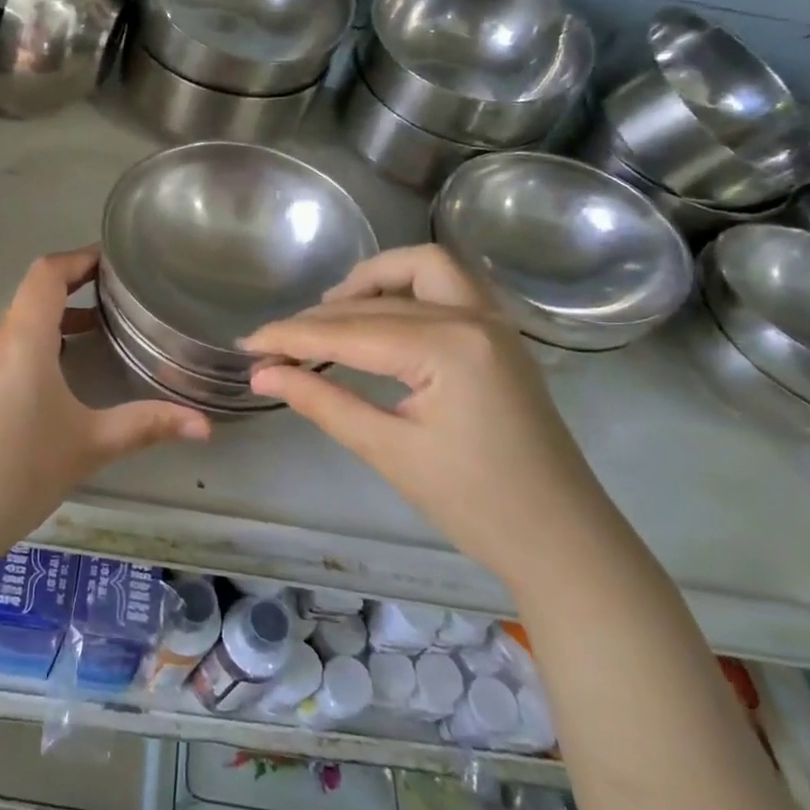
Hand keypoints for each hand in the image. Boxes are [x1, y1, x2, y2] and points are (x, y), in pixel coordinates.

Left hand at [0, 247, 209, 555]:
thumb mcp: (90, 446)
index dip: (77, 258)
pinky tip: (50, 387)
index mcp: (22, 341)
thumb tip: (206, 426)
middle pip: (31, 299)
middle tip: (113, 301)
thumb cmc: (19, 473)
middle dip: (72, 293)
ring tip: (91, 339)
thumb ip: (147, 426)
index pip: (45, 274)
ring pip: (14, 330)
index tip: (109, 261)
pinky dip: (29, 351)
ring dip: (51, 325)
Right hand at [243, 245, 609, 588]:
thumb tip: (262, 376)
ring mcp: (493, 321)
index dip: (291, 337)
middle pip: (376, 300)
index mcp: (448, 346)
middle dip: (319, 318)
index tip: (247, 345)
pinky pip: (446, 287)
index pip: (349, 331)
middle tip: (276, 346)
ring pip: (422, 268)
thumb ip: (322, 402)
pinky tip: (378, 319)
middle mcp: (473, 316)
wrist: (563, 541)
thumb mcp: (389, 452)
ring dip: (371, 281)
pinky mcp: (498, 335)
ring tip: (329, 313)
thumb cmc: (476, 505)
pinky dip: (405, 289)